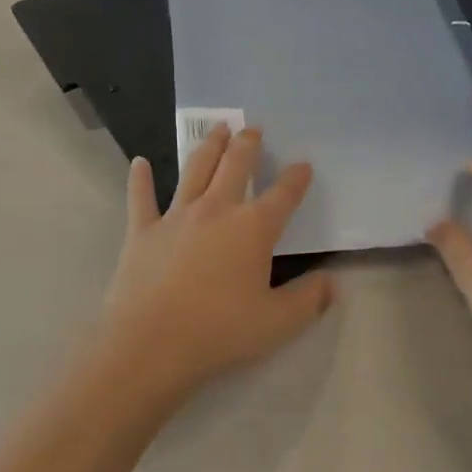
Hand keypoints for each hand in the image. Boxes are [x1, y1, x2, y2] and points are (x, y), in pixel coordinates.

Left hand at [95, 126, 336, 406]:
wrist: (151, 343)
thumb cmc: (220, 331)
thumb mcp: (278, 322)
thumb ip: (309, 299)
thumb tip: (333, 283)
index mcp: (253, 228)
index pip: (283, 195)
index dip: (296, 178)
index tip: (303, 165)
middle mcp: (216, 210)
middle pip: (235, 166)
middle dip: (248, 145)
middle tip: (253, 128)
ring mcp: (176, 217)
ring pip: (195, 170)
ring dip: (208, 147)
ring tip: (218, 129)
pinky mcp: (142, 231)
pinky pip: (141, 198)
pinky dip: (140, 179)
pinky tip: (139, 163)